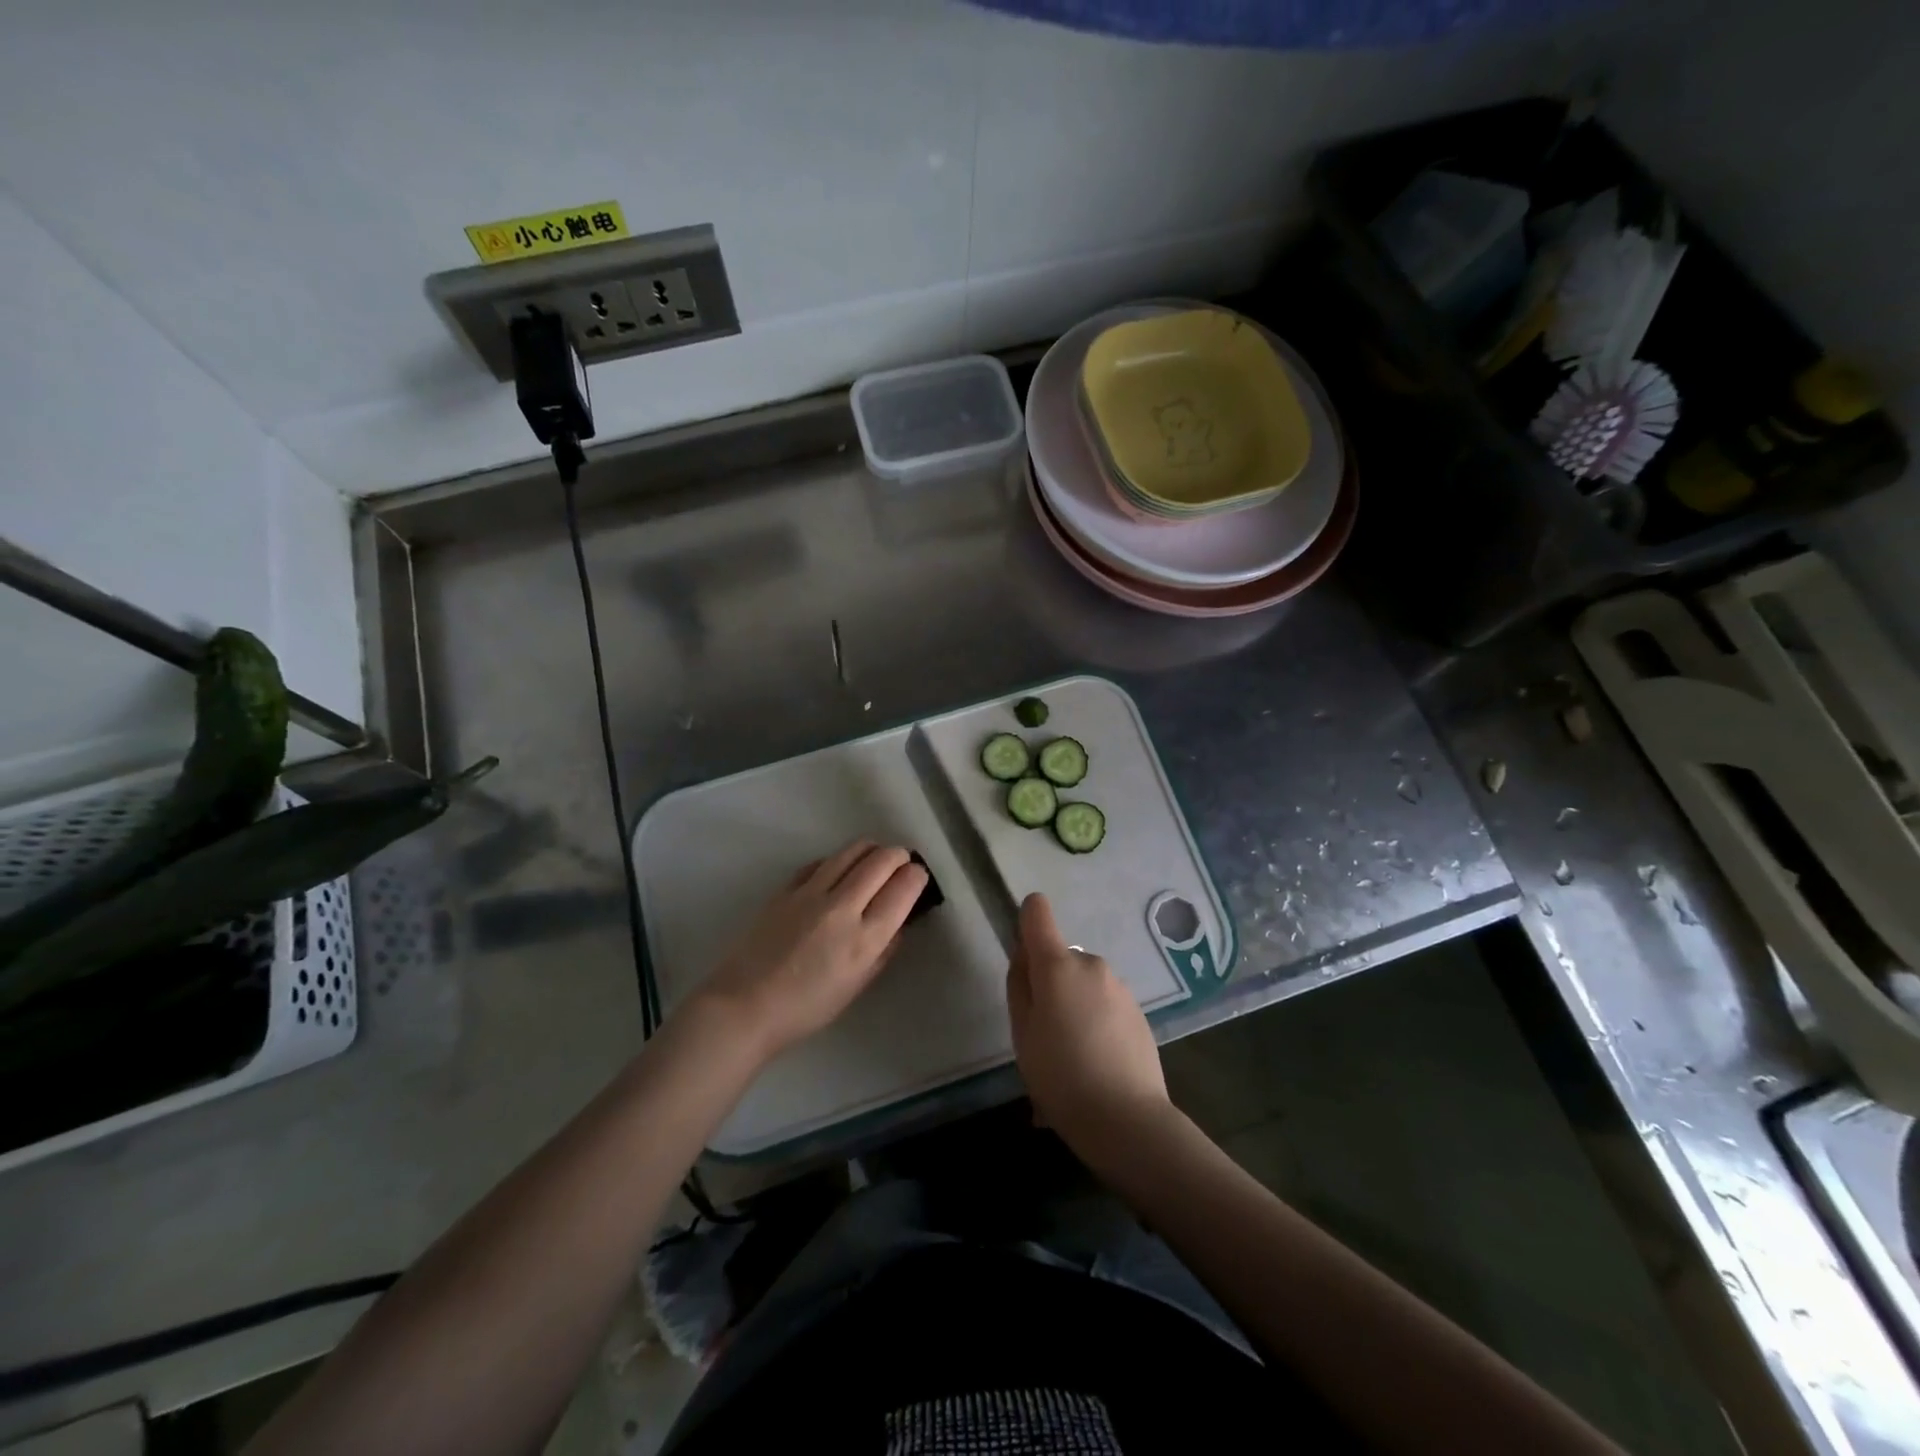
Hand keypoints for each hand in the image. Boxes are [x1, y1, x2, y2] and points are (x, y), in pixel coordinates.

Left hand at [694, 840, 926, 1063]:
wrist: (745, 1005)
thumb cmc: (807, 1008)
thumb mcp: (857, 985)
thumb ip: (883, 950)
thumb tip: (898, 921)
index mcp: (865, 938)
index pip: (903, 887)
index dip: (917, 876)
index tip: (918, 877)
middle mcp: (842, 907)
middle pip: (881, 860)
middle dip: (899, 856)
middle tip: (902, 863)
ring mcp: (811, 893)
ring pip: (852, 851)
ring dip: (871, 850)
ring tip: (875, 858)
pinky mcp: (786, 888)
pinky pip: (821, 862)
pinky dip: (839, 860)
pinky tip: (839, 870)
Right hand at [1006, 893, 1169, 1151]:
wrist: (1127, 1119)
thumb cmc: (1060, 1075)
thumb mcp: (1022, 1033)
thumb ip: (1019, 986)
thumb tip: (1024, 957)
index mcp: (1058, 965)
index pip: (1037, 912)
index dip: (1025, 923)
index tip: (1023, 958)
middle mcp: (1091, 964)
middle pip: (1060, 958)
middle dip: (1050, 984)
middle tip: (1043, 1034)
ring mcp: (1120, 987)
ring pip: (1084, 985)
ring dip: (1073, 1006)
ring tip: (1069, 1060)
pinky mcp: (1138, 1012)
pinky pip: (1105, 1006)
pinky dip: (1095, 1023)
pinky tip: (1094, 1066)